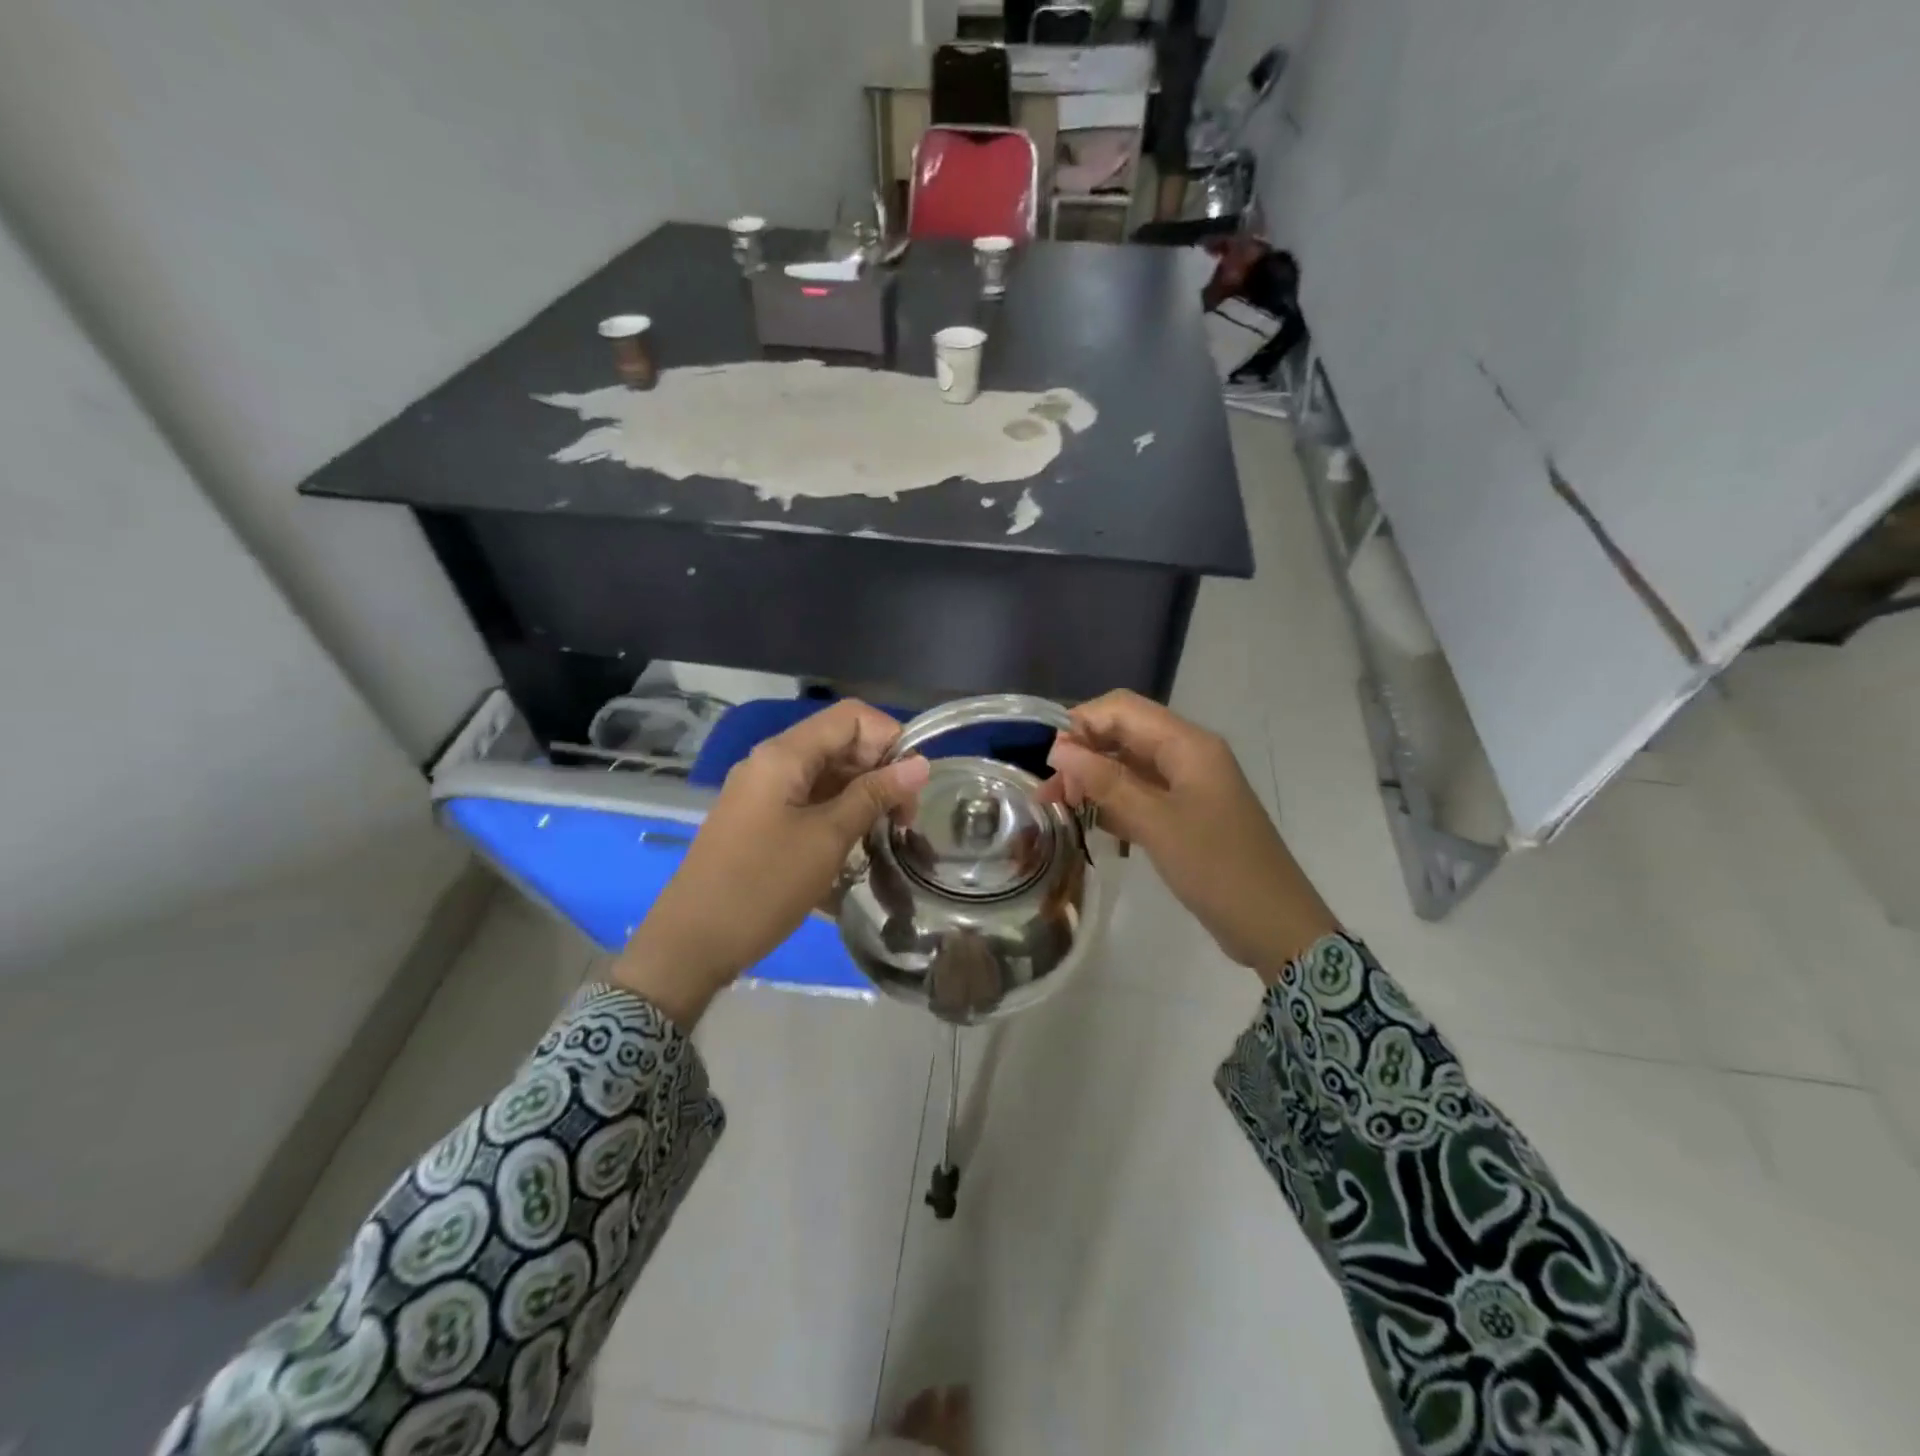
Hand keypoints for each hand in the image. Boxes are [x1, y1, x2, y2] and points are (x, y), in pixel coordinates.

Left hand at [614, 700, 929, 1026]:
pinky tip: (854, 843)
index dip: (890, 739)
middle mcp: (772, 761)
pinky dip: (838, 811)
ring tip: (884, 834)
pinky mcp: (760, 818)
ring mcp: (763, 791)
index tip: (911, 786)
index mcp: (784, 754)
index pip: (851, 716)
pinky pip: (809, 798)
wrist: (691, 944)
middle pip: (840, 742)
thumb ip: (874, 795)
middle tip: (903, 819)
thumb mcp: (827, 839)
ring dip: (862, 794)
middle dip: (880, 769)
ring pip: (826, 772)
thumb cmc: (764, 886)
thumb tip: (921, 763)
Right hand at [1041, 690, 1337, 975]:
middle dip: (1083, 754)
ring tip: (1060, 808)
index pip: (1122, 709)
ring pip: (1129, 765)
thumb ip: (1105, 782)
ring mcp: (1188, 785)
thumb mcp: (1156, 823)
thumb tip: (1059, 750)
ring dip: (1093, 779)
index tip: (1051, 764)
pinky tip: (1090, 823)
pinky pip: (1140, 794)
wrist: (1274, 926)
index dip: (1081, 725)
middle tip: (1051, 794)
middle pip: (1124, 734)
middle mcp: (1187, 755)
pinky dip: (1113, 802)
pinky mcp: (1185, 814)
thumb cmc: (1218, 868)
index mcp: (1187, 744)